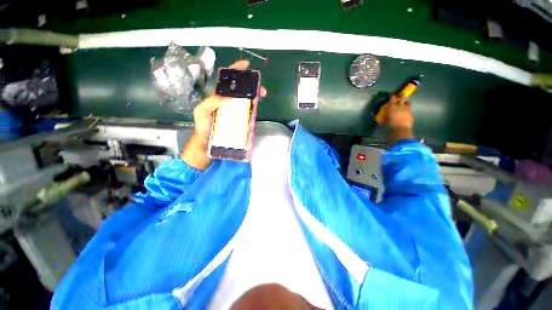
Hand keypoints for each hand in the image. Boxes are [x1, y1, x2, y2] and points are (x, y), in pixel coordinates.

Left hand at [181, 60, 265, 169]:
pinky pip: (247, 112)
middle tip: (260, 87)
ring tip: (262, 94)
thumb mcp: (201, 112)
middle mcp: (227, 102)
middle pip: (240, 89)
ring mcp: (234, 111)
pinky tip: (258, 105)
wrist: (206, 144)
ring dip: (254, 95)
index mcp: (217, 96)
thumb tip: (229, 97)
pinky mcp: (239, 120)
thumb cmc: (202, 127)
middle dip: (250, 85)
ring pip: (245, 99)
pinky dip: (254, 107)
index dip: (236, 71)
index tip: (246, 66)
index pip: (227, 81)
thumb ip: (211, 102)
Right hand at [379, 95, 414, 143]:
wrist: (400, 131)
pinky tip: (405, 115)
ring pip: (408, 104)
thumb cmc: (389, 126)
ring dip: (405, 104)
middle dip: (401, 97)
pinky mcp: (411, 116)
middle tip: (399, 98)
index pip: (392, 98)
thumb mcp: (384, 121)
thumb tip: (383, 117)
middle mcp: (400, 106)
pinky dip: (407, 113)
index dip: (392, 96)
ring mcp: (407, 111)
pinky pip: (409, 112)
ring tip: (403, 106)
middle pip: (402, 98)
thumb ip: (384, 118)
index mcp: (392, 107)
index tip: (391, 96)